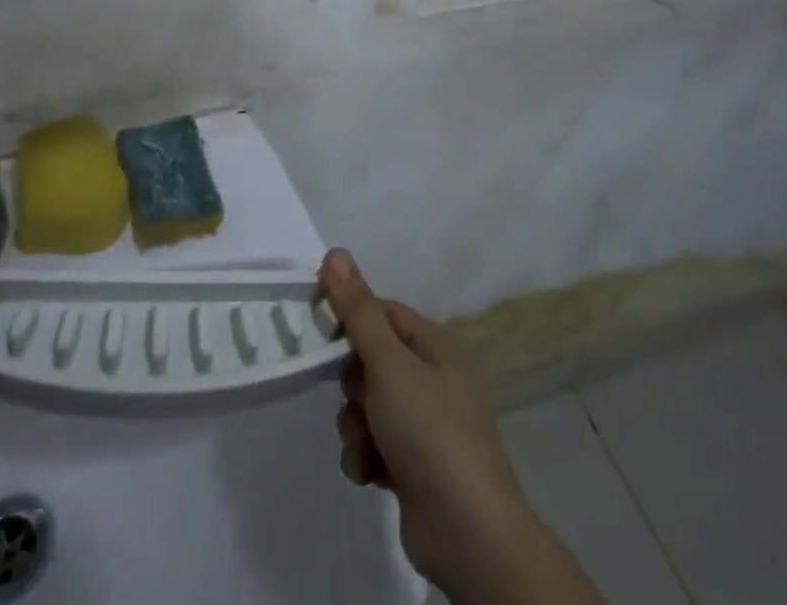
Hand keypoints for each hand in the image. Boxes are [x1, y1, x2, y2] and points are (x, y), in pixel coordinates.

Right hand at [322, 250, 605, 604]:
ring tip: (365, 444)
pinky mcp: (415, 466)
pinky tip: (371, 474)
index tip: (318, 328)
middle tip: (353, 397)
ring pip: (368, 405)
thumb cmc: (429, 431)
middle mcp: (434, 378)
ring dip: (355, 424)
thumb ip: (357, 310)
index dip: (350, 317)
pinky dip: (366, 456)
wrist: (468, 534)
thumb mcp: (388, 363)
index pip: (382, 312)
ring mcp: (426, 425)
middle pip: (372, 360)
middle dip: (352, 382)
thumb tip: (335, 252)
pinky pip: (375, 444)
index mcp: (436, 345)